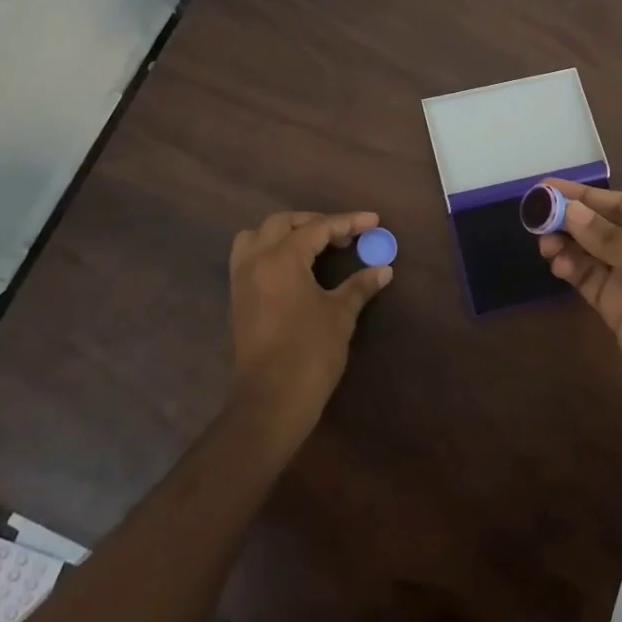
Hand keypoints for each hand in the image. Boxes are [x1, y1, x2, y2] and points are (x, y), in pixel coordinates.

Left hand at [228, 210, 391, 438]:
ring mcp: (242, 280)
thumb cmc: (309, 352)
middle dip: (315, 222)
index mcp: (281, 258)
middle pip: (282, 223)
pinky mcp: (238, 299)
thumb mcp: (340, 315)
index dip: (348, 222)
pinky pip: (249, 258)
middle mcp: (256, 260)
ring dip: (285, 233)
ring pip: (257, 236)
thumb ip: (359, 286)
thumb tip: (383, 270)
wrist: (271, 401)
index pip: (318, 228)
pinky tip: (295, 268)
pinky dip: (271, 251)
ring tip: (313, 246)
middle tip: (345, 236)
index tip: (374, 221)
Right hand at [539, 182, 621, 431]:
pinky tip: (556, 263)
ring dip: (567, 244)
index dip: (587, 196)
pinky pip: (589, 282)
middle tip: (536, 213)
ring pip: (592, 254)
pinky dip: (571, 269)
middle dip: (572, 219)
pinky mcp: (618, 311)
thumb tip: (572, 213)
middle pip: (604, 228)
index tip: (550, 187)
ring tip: (543, 240)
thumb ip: (615, 239)